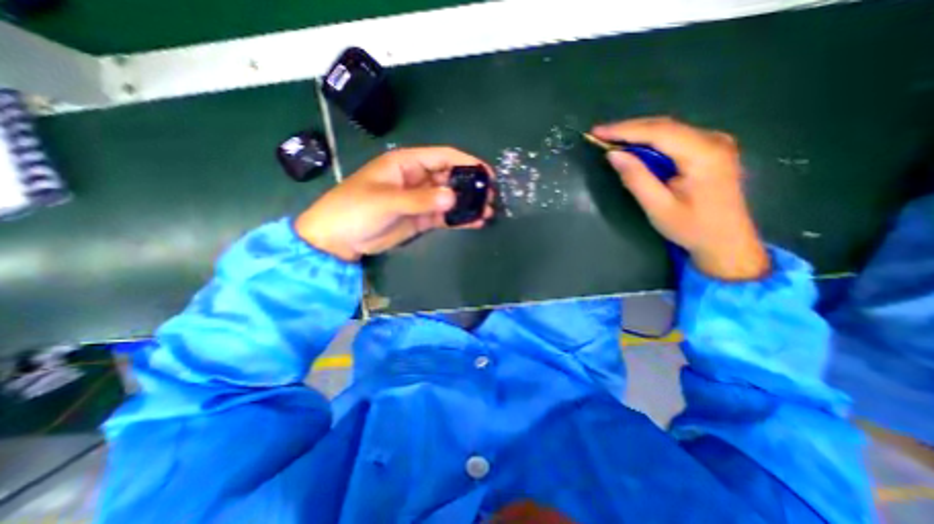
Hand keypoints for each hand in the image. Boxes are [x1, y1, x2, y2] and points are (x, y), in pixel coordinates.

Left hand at [297, 148, 494, 260]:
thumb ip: (420, 199)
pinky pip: (444, 216)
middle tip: (490, 197)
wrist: (339, 239)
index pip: (442, 157)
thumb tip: (453, 198)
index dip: (466, 162)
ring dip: (468, 204)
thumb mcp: (387, 201)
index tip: (487, 173)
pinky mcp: (420, 218)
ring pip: (449, 198)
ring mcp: (420, 200)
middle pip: (450, 177)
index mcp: (407, 164)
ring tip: (487, 212)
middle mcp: (417, 179)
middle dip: (471, 186)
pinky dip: (458, 219)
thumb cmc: (355, 209)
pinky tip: (474, 222)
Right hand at [594, 116, 770, 280]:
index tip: (597, 131)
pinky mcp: (711, 150)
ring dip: (638, 134)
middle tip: (600, 134)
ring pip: (669, 129)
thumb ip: (636, 178)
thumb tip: (613, 155)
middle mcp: (713, 140)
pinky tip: (635, 147)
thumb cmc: (692, 228)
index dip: (624, 130)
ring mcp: (715, 143)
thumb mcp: (658, 207)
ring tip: (612, 140)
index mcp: (703, 154)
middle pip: (664, 126)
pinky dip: (651, 141)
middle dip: (629, 129)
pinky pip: (675, 138)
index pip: (658, 132)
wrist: (727, 241)